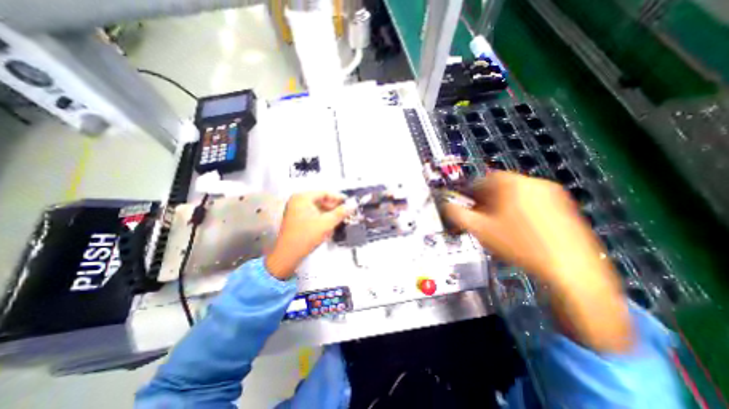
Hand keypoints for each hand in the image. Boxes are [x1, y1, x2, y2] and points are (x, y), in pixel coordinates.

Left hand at [267, 192, 354, 281]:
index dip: (338, 197)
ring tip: (340, 218)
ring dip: (329, 212)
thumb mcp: (327, 223)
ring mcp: (295, 209)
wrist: (288, 254)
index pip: (324, 193)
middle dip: (334, 206)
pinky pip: (312, 213)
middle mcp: (297, 200)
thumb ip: (341, 212)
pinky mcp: (296, 218)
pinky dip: (321, 217)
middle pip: (320, 199)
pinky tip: (330, 223)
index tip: (349, 203)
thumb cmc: (307, 235)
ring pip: (317, 207)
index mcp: (302, 197)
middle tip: (346, 212)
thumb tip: (353, 205)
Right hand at [442, 170, 635, 353]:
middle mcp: (533, 183)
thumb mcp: (479, 229)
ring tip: (497, 224)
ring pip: (516, 194)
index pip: (483, 179)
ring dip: (502, 204)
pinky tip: (519, 228)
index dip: (470, 192)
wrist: (570, 269)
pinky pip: (532, 201)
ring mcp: (552, 194)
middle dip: (485, 199)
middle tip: (479, 216)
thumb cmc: (518, 245)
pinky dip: (520, 209)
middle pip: (500, 185)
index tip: (466, 205)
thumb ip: (457, 214)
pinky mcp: (565, 206)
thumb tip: (445, 205)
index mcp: (512, 184)